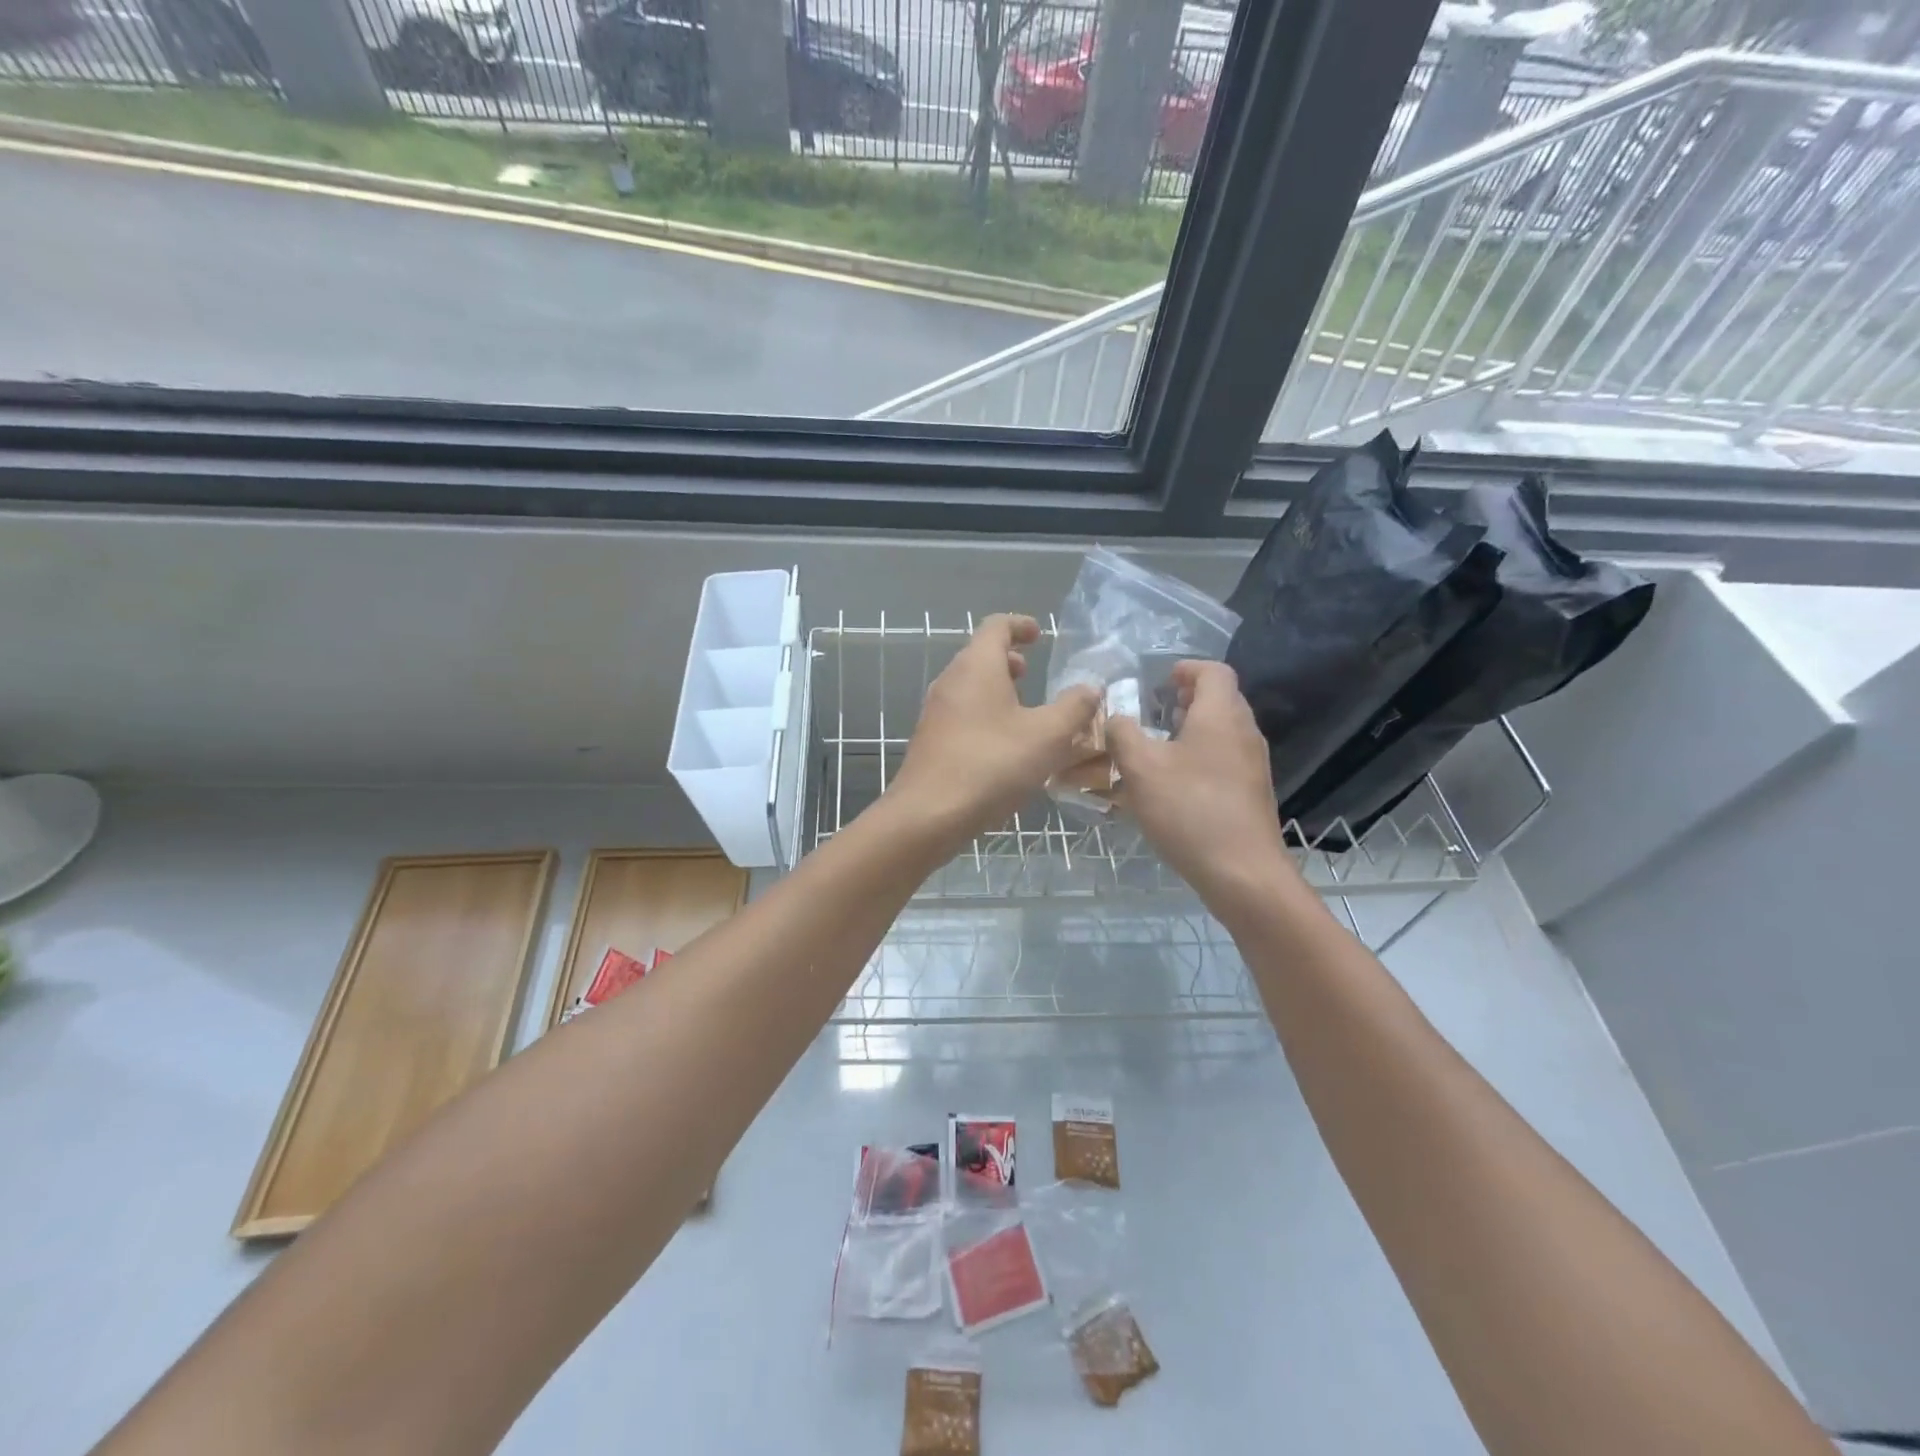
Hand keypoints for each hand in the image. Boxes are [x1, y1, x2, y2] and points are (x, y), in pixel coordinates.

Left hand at [888, 614, 1099, 846]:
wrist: (929, 814)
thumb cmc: (992, 765)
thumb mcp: (1048, 736)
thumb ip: (1074, 708)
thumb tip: (1089, 688)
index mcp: (977, 666)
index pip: (996, 626)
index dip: (1020, 625)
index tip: (1039, 635)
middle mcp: (951, 681)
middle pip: (980, 656)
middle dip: (1009, 661)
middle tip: (1033, 674)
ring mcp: (936, 713)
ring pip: (970, 688)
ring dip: (998, 691)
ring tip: (1025, 713)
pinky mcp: (931, 741)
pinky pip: (963, 715)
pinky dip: (986, 716)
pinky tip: (1005, 747)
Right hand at [1107, 661, 1294, 903]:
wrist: (1242, 872)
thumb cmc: (1189, 809)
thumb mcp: (1141, 768)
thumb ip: (1123, 734)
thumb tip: (1117, 718)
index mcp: (1221, 715)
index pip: (1213, 671)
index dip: (1186, 668)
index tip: (1160, 679)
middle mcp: (1244, 733)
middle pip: (1221, 700)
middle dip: (1187, 699)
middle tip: (1155, 710)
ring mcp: (1253, 765)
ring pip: (1223, 732)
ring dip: (1192, 730)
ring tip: (1159, 746)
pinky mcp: (1252, 793)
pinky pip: (1225, 760)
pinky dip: (1201, 757)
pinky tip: (1175, 784)